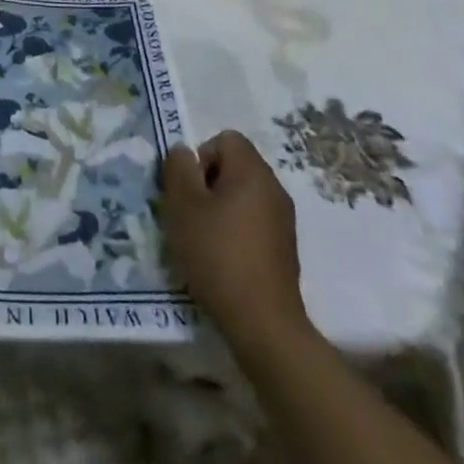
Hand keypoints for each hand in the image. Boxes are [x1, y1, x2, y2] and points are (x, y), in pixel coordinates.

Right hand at [161, 130, 312, 354]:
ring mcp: (284, 219)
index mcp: (253, 172)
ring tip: (204, 239)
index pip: (225, 139)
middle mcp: (274, 188)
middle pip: (235, 166)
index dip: (201, 157)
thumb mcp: (183, 207)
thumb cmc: (218, 255)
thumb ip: (178, 169)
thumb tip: (183, 151)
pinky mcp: (285, 248)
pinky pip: (254, 221)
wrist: (263, 324)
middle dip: (208, 183)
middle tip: (191, 214)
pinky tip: (223, 259)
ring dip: (220, 208)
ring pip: (244, 195)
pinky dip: (236, 230)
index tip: (190, 191)